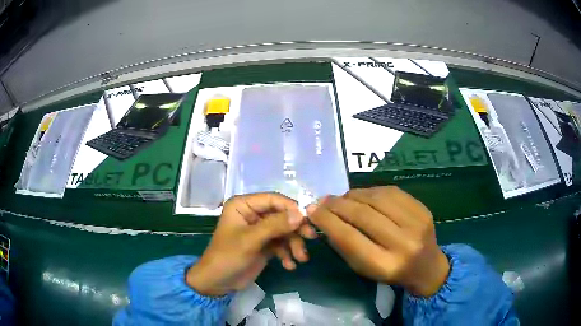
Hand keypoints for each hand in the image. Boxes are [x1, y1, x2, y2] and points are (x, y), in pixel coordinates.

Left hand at [186, 193, 306, 296]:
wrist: (218, 282)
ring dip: (294, 244)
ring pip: (284, 231)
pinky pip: (281, 244)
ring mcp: (259, 230)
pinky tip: (289, 265)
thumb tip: (301, 214)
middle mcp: (252, 214)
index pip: (273, 199)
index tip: (307, 220)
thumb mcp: (250, 240)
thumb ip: (275, 225)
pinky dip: (287, 253)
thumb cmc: (228, 257)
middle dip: (295, 229)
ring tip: (300, 258)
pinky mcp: (264, 244)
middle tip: (310, 238)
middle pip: (282, 215)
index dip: (291, 208)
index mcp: (243, 205)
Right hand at [306, 186, 449, 296]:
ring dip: (352, 195)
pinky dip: (370, 191)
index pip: (350, 238)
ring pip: (376, 198)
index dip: (327, 221)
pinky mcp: (422, 208)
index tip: (311, 210)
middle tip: (322, 200)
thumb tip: (324, 217)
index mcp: (385, 265)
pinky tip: (361, 195)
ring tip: (341, 198)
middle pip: (363, 215)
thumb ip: (344, 245)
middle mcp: (403, 243)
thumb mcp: (363, 268)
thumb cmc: (390, 272)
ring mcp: (416, 222)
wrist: (427, 267)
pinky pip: (390, 191)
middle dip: (337, 204)